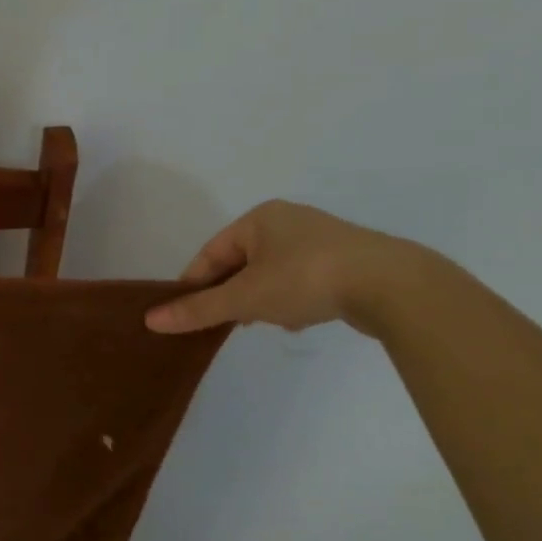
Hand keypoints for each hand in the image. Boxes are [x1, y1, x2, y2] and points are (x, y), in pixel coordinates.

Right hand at [145, 200, 420, 335]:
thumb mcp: (245, 298)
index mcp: (260, 218)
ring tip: (266, 322)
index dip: (195, 284)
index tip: (186, 314)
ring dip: (261, 300)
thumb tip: (150, 321)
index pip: (210, 253)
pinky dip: (290, 300)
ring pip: (270, 275)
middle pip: (240, 264)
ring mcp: (320, 239)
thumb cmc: (305, 279)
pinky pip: (299, 281)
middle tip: (227, 322)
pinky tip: (297, 319)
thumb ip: (198, 310)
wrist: (391, 285)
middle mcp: (288, 221)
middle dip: (233, 295)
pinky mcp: (344, 260)